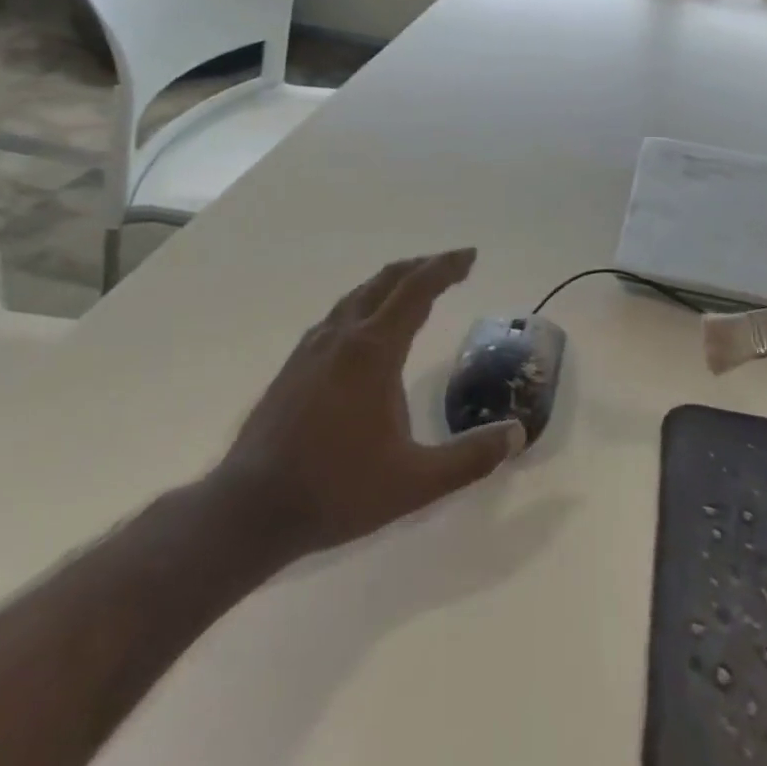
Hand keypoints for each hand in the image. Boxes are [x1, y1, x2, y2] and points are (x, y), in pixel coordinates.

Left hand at [213, 249, 524, 562]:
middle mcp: (342, 337)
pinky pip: (338, 315)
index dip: (446, 268)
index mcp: (374, 351)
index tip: (470, 256)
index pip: (417, 290)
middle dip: (422, 266)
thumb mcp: (415, 482)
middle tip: (452, 264)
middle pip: (386, 281)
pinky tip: (367, 328)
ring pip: (358, 295)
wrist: (249, 509)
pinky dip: (366, 302)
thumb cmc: (337, 490)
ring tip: (415, 288)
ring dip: (392, 282)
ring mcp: (313, 348)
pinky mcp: (294, 365)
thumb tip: (517, 435)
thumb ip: (470, 458)